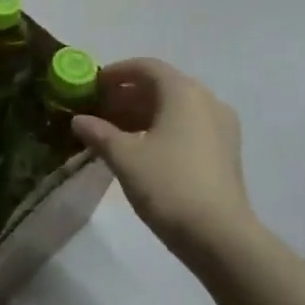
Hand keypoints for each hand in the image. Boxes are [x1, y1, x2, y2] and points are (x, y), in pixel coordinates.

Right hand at [72, 58, 254, 266]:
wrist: (220, 237)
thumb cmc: (168, 185)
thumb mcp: (125, 157)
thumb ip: (99, 133)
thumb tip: (79, 120)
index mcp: (184, 92)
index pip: (146, 67)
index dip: (116, 73)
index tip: (92, 86)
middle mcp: (207, 101)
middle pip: (162, 86)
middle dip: (127, 95)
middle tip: (98, 111)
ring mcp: (221, 127)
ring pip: (175, 108)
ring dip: (143, 113)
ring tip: (113, 132)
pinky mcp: (225, 151)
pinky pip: (188, 126)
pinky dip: (161, 128)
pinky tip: (139, 149)